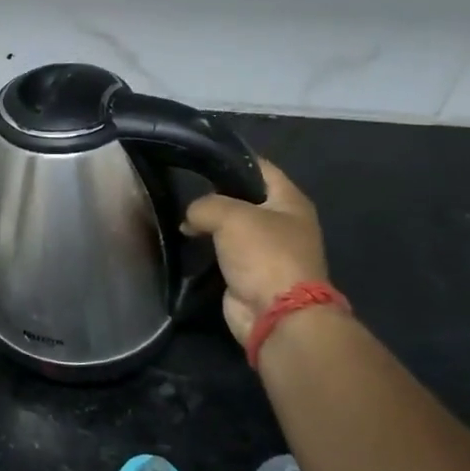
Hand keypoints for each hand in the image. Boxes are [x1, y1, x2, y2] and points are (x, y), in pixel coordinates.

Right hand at [182, 160, 327, 344]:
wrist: (276, 314)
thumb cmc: (264, 255)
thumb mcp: (231, 216)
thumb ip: (205, 205)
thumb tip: (191, 217)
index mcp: (290, 201)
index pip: (259, 167)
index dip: (231, 158)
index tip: (198, 156)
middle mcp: (282, 222)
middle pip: (243, 197)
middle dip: (214, 193)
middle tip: (183, 188)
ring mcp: (266, 249)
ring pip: (231, 226)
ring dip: (208, 223)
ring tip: (180, 214)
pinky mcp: (249, 272)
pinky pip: (224, 251)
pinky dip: (207, 246)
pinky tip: (186, 240)